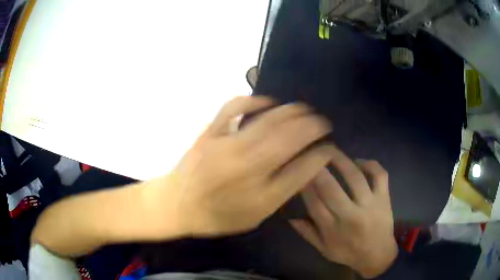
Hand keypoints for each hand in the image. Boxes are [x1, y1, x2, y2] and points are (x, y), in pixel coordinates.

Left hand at [143, 96, 334, 237]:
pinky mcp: (210, 133)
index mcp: (262, 194)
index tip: (330, 147)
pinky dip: (253, 100)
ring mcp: (227, 146)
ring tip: (306, 110)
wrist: (177, 204)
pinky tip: (268, 102)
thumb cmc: (217, 216)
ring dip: (293, 112)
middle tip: (323, 122)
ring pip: (269, 121)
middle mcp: (248, 168)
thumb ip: (282, 192)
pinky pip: (233, 108)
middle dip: (313, 126)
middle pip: (290, 138)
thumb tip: (306, 167)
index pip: (304, 168)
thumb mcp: (255, 216)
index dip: (322, 155)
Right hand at [290, 150, 397, 278]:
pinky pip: (379, 175)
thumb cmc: (349, 253)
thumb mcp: (324, 250)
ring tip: (330, 150)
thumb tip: (290, 218)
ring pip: (355, 177)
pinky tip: (359, 161)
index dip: (304, 185)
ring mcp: (370, 204)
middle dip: (317, 168)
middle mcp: (351, 215)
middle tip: (310, 153)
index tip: (298, 171)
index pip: (314, 203)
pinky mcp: (384, 197)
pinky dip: (370, 164)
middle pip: (330, 188)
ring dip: (341, 161)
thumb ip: (307, 234)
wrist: (378, 255)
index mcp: (333, 229)